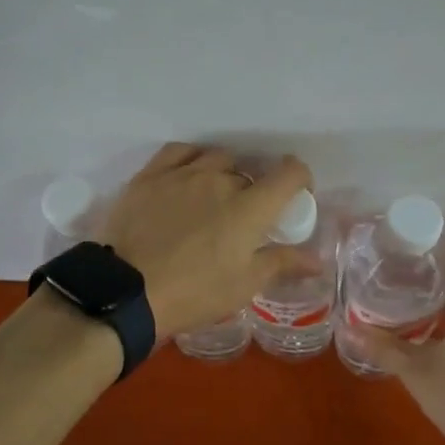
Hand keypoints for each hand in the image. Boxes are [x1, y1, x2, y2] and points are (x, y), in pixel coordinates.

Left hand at [98, 144, 319, 338]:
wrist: (127, 292)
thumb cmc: (194, 293)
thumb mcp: (243, 285)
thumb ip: (282, 263)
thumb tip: (317, 260)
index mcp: (250, 207)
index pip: (290, 173)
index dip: (299, 179)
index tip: (295, 197)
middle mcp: (220, 180)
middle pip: (249, 173)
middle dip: (254, 192)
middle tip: (244, 219)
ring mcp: (182, 174)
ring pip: (216, 159)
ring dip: (224, 174)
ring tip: (214, 198)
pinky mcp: (150, 176)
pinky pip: (179, 152)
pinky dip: (192, 158)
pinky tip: (189, 174)